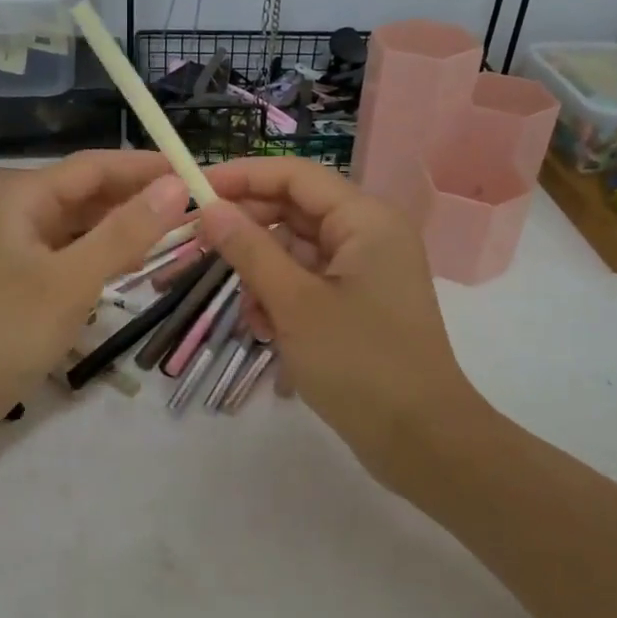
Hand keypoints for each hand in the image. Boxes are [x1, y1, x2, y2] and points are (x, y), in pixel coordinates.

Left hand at [0, 151, 188, 418]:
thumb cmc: (7, 331)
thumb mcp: (73, 280)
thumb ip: (126, 232)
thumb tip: (178, 185)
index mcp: (23, 194)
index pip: (97, 165)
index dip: (148, 167)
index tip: (197, 173)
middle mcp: (19, 207)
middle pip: (89, 189)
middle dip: (139, 196)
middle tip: (196, 207)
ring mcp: (18, 241)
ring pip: (83, 220)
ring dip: (125, 224)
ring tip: (176, 231)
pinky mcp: (23, 272)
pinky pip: (73, 248)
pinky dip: (104, 250)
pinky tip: (133, 261)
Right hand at [198, 157, 482, 490]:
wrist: (422, 441)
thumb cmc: (360, 364)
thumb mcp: (294, 303)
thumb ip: (249, 250)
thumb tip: (210, 208)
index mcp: (365, 220)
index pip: (294, 176)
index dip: (242, 177)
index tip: (194, 190)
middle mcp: (369, 234)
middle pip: (294, 211)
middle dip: (249, 232)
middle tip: (200, 248)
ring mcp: (365, 270)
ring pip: (297, 250)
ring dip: (263, 274)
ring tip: (248, 315)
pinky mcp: (359, 302)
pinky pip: (309, 281)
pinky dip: (282, 297)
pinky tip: (265, 331)